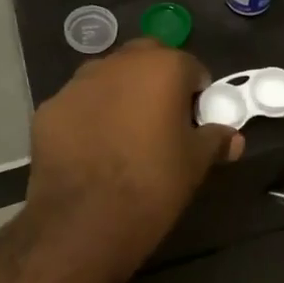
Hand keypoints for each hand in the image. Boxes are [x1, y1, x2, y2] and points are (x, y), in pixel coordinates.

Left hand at [27, 40, 243, 270]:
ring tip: (123, 135)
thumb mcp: (195, 164)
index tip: (194, 123)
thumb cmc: (152, 185)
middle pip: (147, 60)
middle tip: (161, 121)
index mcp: (162, 67)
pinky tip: (91, 150)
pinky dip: (89, 116)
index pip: (191, 67)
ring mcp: (79, 82)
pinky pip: (80, 103)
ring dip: (121, 94)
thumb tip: (233, 138)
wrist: (82, 223)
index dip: (196, 94)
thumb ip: (215, 140)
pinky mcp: (50, 107)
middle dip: (157, 81)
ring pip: (109, 78)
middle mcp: (119, 63)